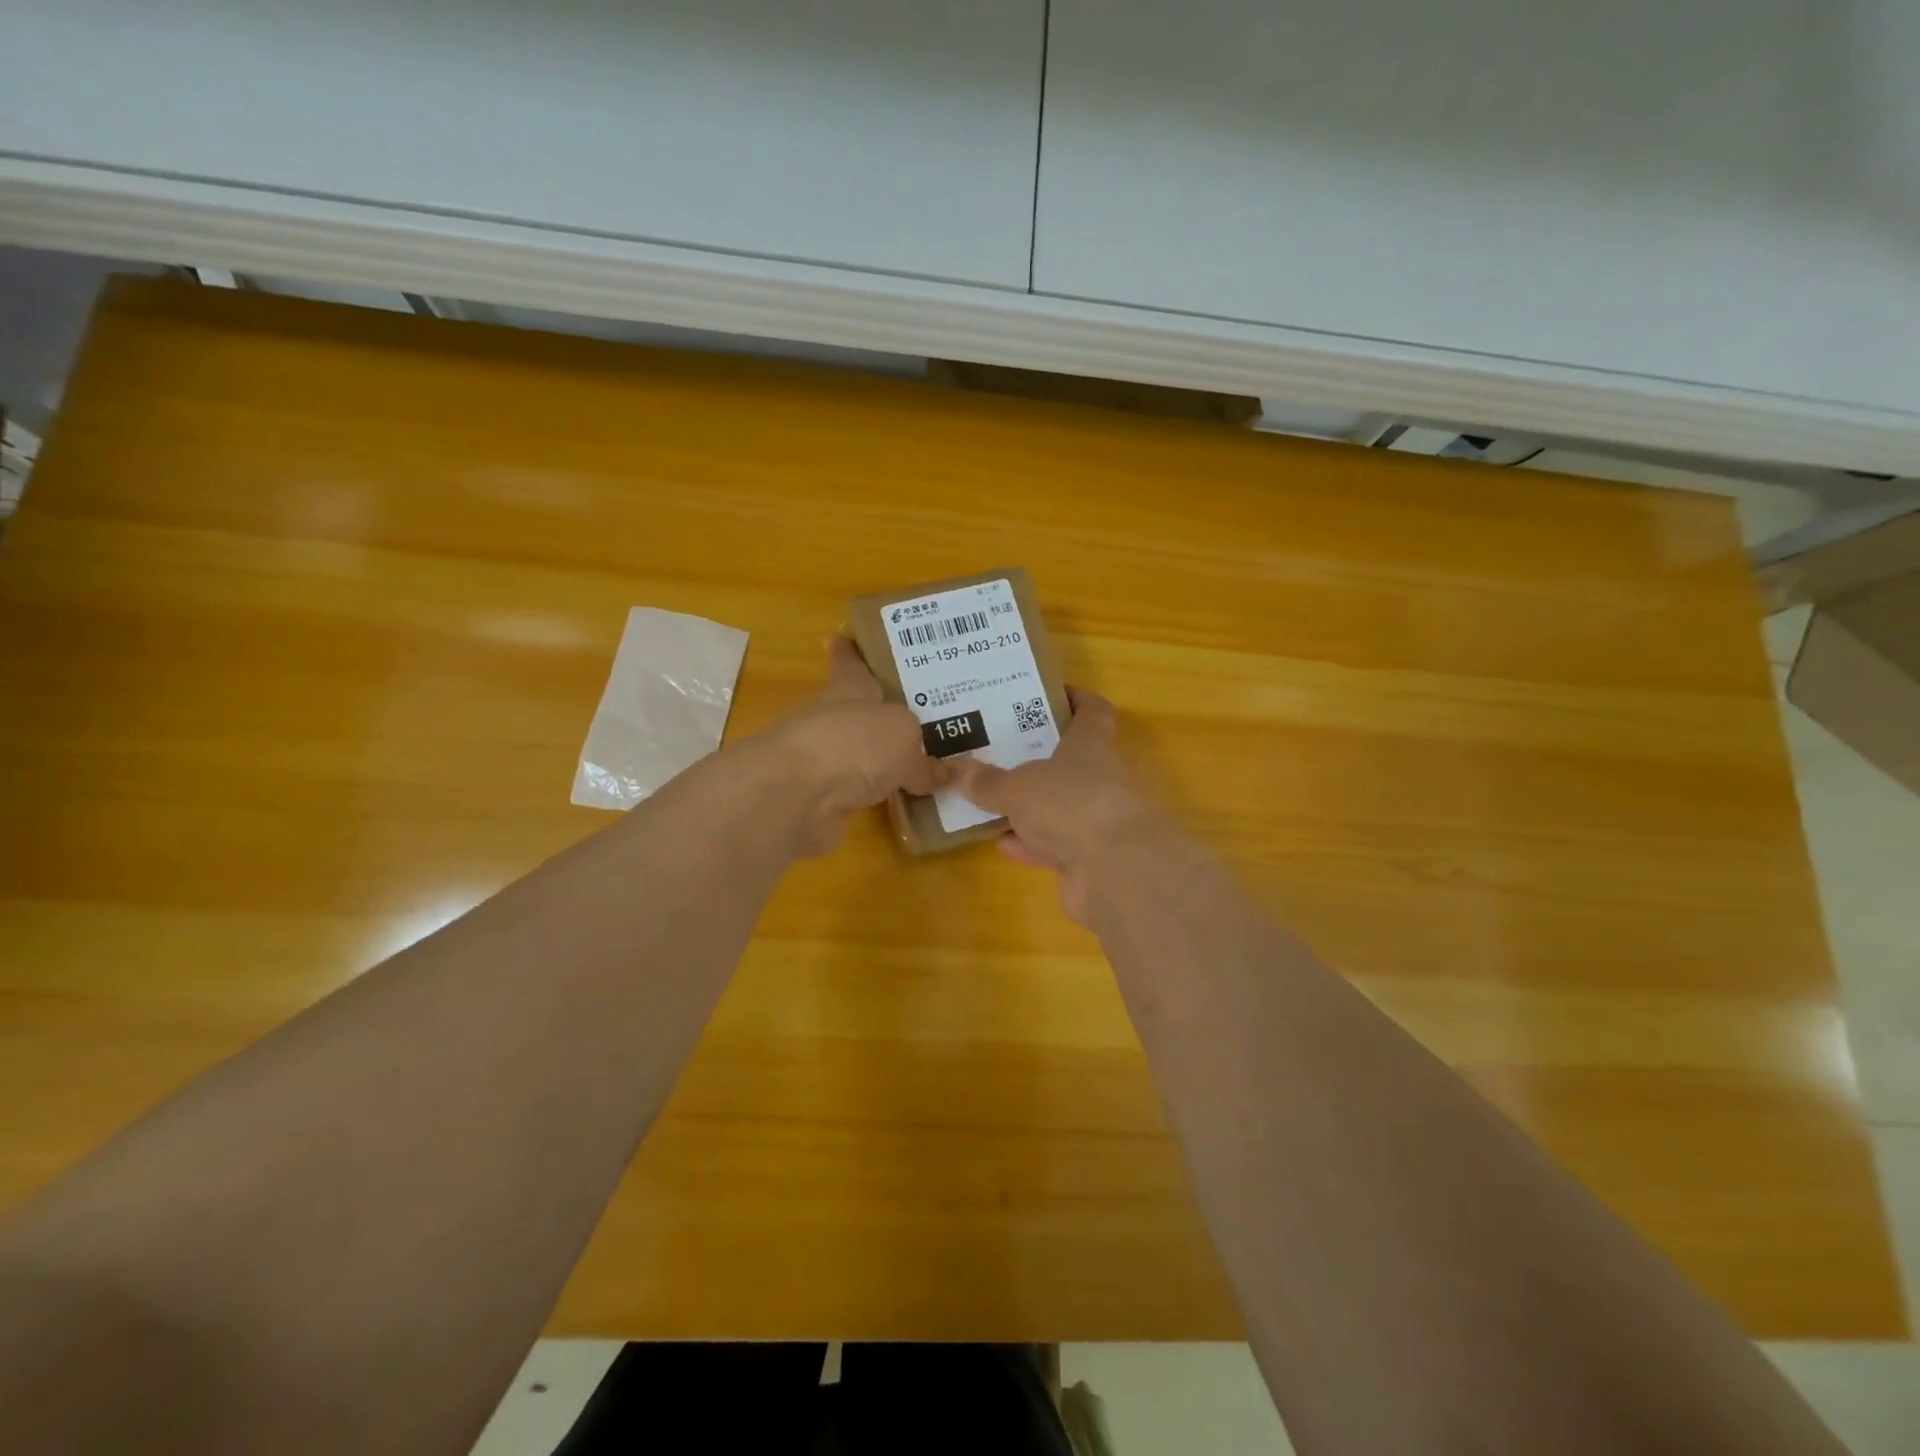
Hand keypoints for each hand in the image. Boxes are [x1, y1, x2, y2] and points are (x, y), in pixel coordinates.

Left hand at [755, 637, 948, 855]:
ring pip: (860, 756)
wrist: (795, 797)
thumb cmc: (853, 744)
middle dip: (882, 713)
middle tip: (919, 714)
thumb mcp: (903, 737)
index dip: (848, 653)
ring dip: (882, 759)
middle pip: (859, 713)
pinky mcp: (821, 802)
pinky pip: (861, 795)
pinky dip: (881, 799)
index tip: (840, 637)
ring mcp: (824, 764)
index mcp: (848, 691)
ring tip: (924, 764)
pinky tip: (908, 804)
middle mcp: (833, 723)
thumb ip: (924, 756)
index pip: (849, 665)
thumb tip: (942, 774)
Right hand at [952, 687, 1170, 923]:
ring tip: (991, 799)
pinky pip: (1055, 846)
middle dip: (1038, 758)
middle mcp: (1100, 779)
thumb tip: (963, 771)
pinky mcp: (1091, 860)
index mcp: (1091, 746)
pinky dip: (1031, 844)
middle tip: (999, 750)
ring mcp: (1097, 821)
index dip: (1076, 699)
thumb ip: (990, 782)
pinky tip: (1002, 843)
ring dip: (1030, 807)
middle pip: (1071, 761)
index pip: (1093, 712)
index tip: (1049, 694)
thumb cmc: (1070, 804)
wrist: (1116, 871)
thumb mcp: (1018, 787)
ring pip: (1060, 807)